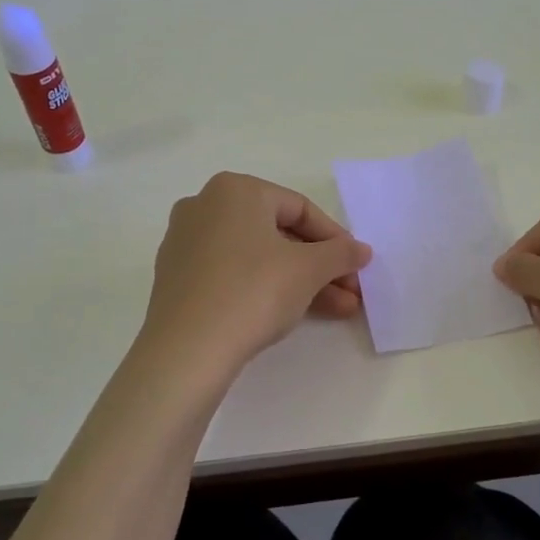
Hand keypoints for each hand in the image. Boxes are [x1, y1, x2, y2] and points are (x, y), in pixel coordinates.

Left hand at [141, 172, 371, 373]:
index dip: (335, 239)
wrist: (187, 350)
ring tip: (338, 310)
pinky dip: (264, 288)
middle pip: (278, 233)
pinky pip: (232, 274)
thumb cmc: (253, 292)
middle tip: (350, 292)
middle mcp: (205, 206)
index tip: (357, 266)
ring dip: (300, 281)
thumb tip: (361, 250)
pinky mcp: (177, 278)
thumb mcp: (308, 270)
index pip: (300, 209)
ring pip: (257, 257)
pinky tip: (293, 313)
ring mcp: (186, 243)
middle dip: (320, 266)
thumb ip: (340, 254)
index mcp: (235, 190)